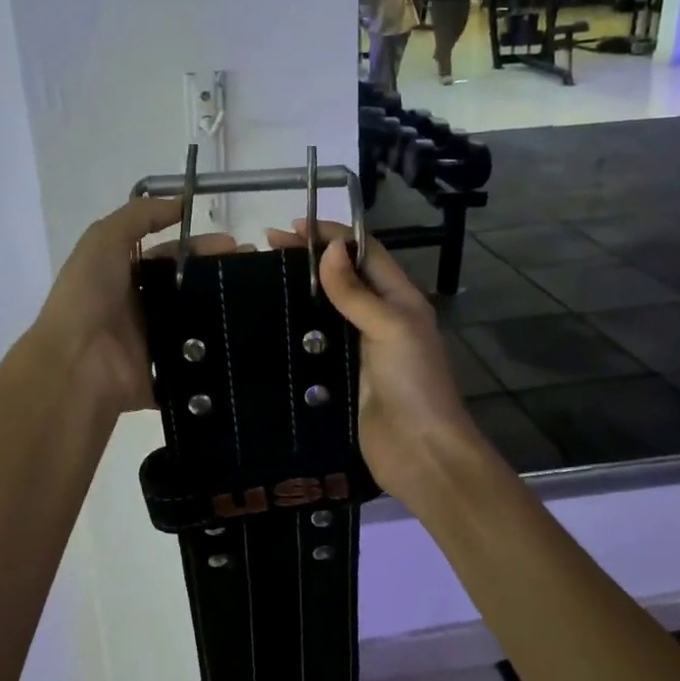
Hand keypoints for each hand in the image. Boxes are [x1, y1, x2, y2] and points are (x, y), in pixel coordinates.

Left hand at [31, 198, 235, 417]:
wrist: (76, 363)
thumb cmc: (88, 296)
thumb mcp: (103, 239)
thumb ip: (139, 216)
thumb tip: (182, 203)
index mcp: (124, 276)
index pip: (170, 256)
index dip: (201, 247)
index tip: (235, 246)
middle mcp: (140, 307)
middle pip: (187, 288)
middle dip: (220, 277)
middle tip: (255, 272)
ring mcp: (153, 342)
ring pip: (197, 323)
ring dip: (225, 312)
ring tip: (260, 303)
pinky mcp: (166, 374)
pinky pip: (198, 362)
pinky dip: (219, 352)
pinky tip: (247, 337)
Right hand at [265, 220, 484, 502]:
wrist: (420, 453)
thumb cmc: (413, 383)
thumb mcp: (390, 327)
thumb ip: (356, 291)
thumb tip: (329, 249)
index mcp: (399, 299)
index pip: (365, 252)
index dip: (332, 235)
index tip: (291, 227)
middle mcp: (379, 317)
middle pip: (342, 277)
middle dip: (308, 259)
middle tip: (265, 248)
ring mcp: (359, 348)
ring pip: (326, 309)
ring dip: (298, 292)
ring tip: (259, 280)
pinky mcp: (341, 376)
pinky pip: (316, 344)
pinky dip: (295, 330)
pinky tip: (267, 324)